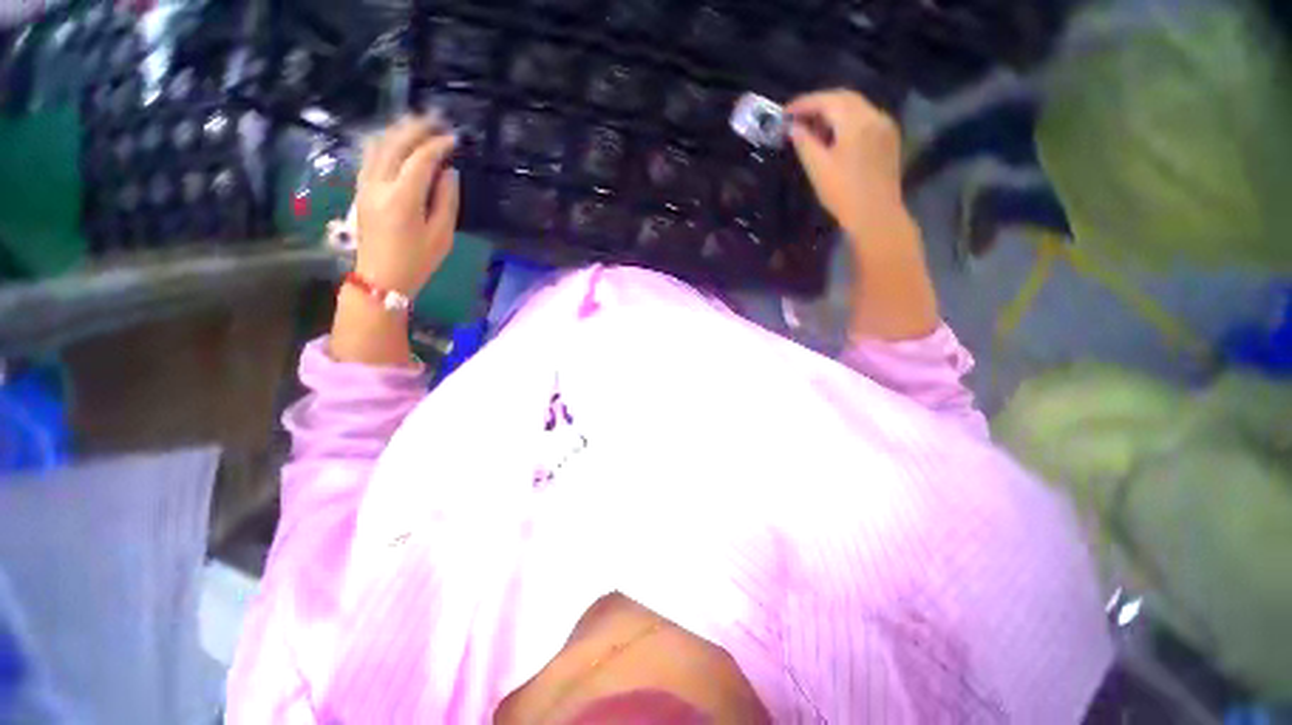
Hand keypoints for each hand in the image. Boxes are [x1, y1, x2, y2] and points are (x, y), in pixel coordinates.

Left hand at [355, 115, 459, 295]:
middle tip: (436, 120)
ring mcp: (364, 185)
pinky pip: (370, 156)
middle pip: (395, 144)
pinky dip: (385, 142)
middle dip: (416, 128)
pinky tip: (396, 140)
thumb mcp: (442, 236)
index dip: (438, 146)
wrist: (380, 278)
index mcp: (402, 199)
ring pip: (378, 145)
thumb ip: (446, 200)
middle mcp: (379, 184)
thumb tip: (448, 172)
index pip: (420, 160)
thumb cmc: (417, 261)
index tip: (454, 139)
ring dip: (398, 130)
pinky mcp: (360, 189)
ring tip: (417, 124)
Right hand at [786, 89, 902, 231]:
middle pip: (844, 98)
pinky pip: (865, 119)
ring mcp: (885, 126)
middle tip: (798, 118)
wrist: (876, 214)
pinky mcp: (889, 138)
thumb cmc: (843, 193)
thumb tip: (793, 128)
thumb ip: (804, 143)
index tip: (785, 112)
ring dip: (833, 112)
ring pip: (856, 107)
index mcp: (856, 121)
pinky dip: (847, 121)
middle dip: (819, 104)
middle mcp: (873, 116)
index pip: (827, 100)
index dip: (804, 104)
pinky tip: (835, 137)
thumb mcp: (818, 168)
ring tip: (813, 128)